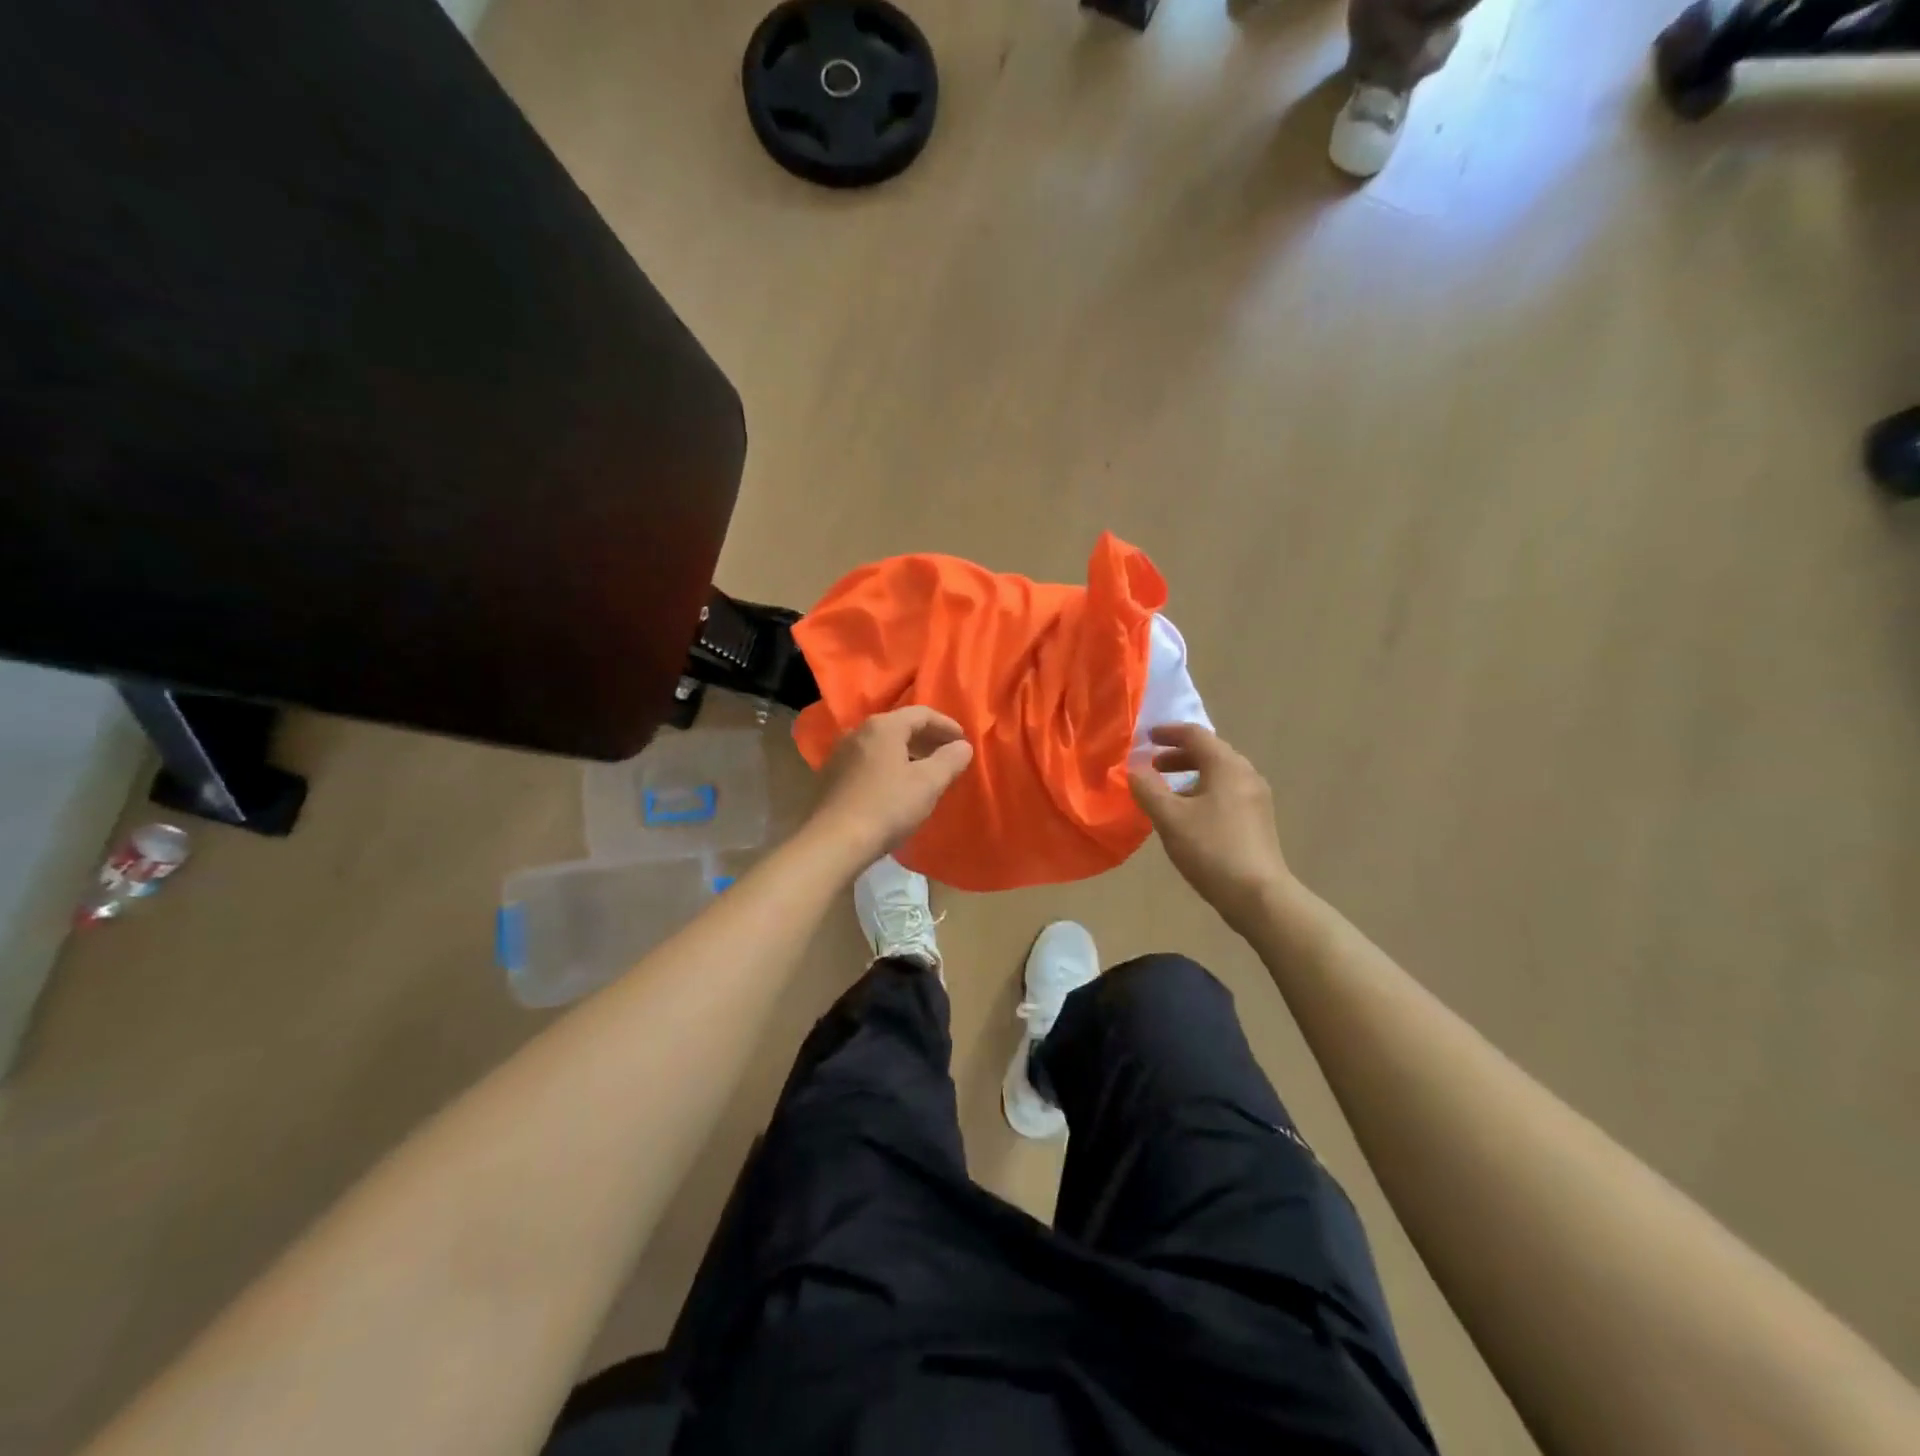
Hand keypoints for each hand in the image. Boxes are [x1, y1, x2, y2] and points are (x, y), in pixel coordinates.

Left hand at [809, 706, 974, 866]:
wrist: (834, 842)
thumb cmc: (887, 807)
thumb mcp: (928, 783)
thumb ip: (950, 760)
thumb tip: (963, 746)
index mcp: (883, 727)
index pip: (921, 714)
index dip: (946, 725)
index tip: (963, 740)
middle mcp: (858, 732)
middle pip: (899, 726)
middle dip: (926, 739)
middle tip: (947, 754)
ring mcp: (840, 754)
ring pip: (882, 745)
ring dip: (907, 753)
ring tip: (925, 771)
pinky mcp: (831, 776)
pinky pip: (867, 761)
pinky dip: (888, 766)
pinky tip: (895, 787)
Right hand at [1129, 724, 1293, 936]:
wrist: (1258, 895)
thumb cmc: (1211, 849)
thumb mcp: (1169, 817)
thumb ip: (1148, 788)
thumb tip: (1134, 769)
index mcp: (1226, 766)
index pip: (1195, 735)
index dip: (1168, 733)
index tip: (1145, 738)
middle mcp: (1245, 774)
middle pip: (1209, 752)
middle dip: (1178, 755)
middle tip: (1152, 766)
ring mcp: (1256, 798)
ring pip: (1218, 774)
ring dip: (1190, 775)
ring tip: (1166, 792)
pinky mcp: (1258, 820)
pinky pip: (1226, 793)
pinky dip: (1203, 792)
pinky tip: (1188, 815)